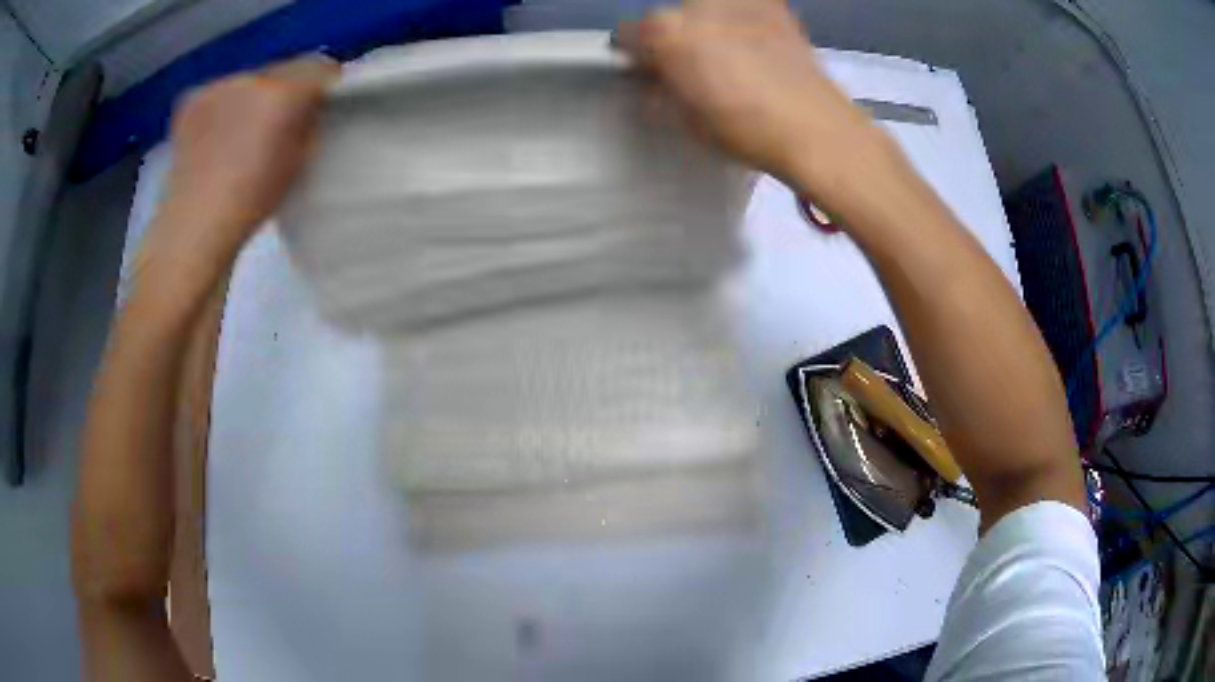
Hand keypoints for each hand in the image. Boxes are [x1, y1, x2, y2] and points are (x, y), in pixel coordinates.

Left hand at [146, 56, 338, 273]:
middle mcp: (251, 78)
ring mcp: (217, 85)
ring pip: (248, 80)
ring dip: (251, 97)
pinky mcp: (192, 98)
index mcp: (283, 94)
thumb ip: (310, 122)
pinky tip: (214, 135)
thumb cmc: (253, 201)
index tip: (317, 106)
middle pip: (282, 70)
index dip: (321, 85)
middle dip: (284, 90)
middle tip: (276, 123)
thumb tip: (310, 106)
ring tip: (240, 132)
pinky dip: (222, 105)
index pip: (318, 66)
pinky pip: (218, 91)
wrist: (194, 227)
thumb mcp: (300, 161)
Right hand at [618, 0, 883, 192]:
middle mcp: (694, 4)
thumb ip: (659, 89)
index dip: (639, 56)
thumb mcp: (684, 119)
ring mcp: (736, 0)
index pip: (628, 34)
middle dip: (674, 38)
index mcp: (664, 32)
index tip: (653, 71)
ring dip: (708, 26)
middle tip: (697, 67)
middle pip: (668, 17)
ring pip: (705, 9)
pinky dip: (743, 21)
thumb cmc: (743, 130)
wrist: (814, 128)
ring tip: (734, 55)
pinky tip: (760, 45)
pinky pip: (744, 7)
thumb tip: (655, 79)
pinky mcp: (773, 4)